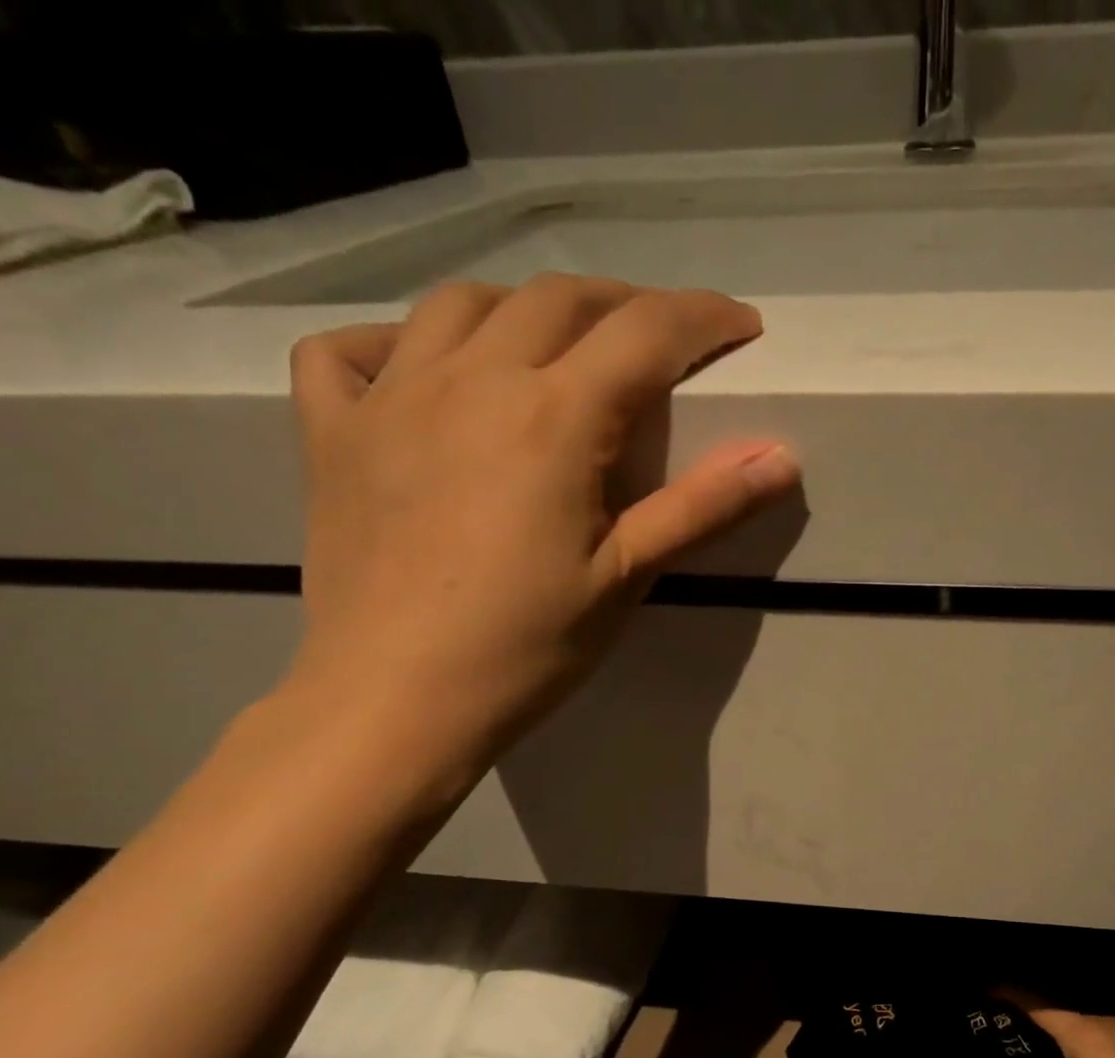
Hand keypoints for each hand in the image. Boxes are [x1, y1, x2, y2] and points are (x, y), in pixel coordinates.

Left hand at [284, 273, 799, 772]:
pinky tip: (417, 371)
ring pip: (460, 304)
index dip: (704, 318)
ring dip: (523, 308)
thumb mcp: (627, 578)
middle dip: (624, 304)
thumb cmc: (524, 647)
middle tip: (660, 338)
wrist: (393, 701)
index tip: (742, 326)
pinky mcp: (332, 433)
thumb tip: (782, 457)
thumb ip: (702, 507)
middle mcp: (470, 380)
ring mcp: (389, 398)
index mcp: (553, 418)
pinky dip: (391, 343)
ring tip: (556, 345)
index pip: (645, 333)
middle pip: (557, 299)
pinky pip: (348, 352)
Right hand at [1013, 1002, 1114, 1057]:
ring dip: (1067, 1039)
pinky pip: (1107, 1038)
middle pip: (1064, 1016)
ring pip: (1088, 1028)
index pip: (1041, 1009)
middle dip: (1038, 1025)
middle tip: (1009, 1039)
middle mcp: (1107, 1025)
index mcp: (1086, 1035)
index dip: (1014, 1001)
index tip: (990, 998)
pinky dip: (1090, 1048)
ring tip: (1040, 1056)